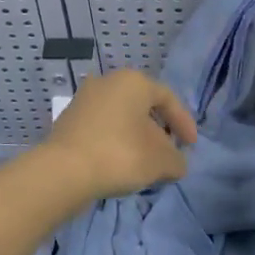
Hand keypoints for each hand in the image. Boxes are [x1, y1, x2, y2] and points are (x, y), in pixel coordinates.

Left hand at [39, 69, 198, 200]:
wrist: (63, 172)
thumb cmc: (120, 155)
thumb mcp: (160, 161)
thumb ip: (176, 160)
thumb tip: (177, 164)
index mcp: (133, 81)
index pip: (168, 98)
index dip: (184, 123)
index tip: (191, 146)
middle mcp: (108, 82)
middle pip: (143, 106)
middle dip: (159, 132)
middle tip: (168, 154)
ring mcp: (84, 99)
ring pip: (121, 117)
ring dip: (136, 138)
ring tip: (145, 163)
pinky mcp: (68, 120)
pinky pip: (103, 128)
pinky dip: (116, 142)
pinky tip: (119, 164)